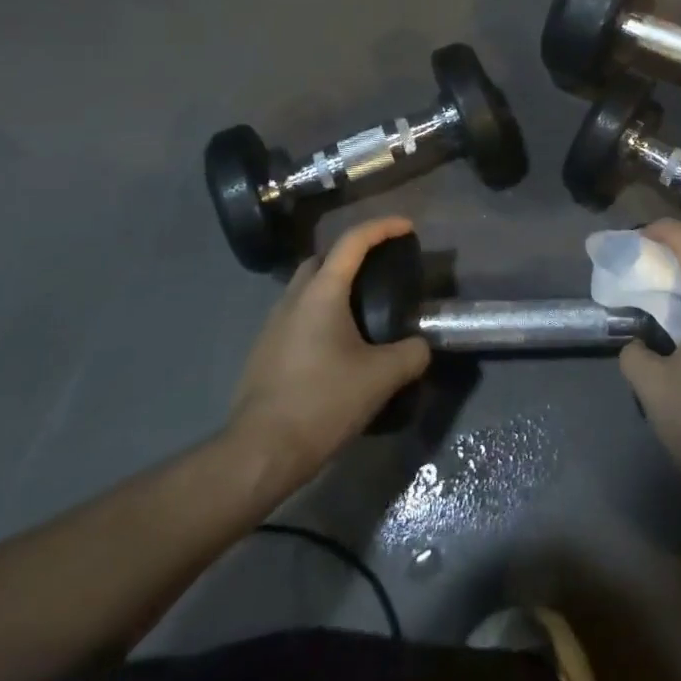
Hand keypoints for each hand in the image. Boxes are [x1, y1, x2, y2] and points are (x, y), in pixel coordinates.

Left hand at [225, 216, 431, 497]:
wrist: (259, 453)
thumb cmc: (323, 403)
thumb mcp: (381, 378)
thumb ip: (411, 354)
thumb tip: (422, 346)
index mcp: (322, 292)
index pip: (353, 241)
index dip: (383, 227)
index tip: (407, 227)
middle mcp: (293, 298)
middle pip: (324, 258)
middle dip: (353, 254)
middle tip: (380, 269)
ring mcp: (273, 324)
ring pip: (306, 287)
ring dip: (333, 286)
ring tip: (362, 309)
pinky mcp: (264, 351)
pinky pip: (296, 315)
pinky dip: (319, 314)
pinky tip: (337, 345)